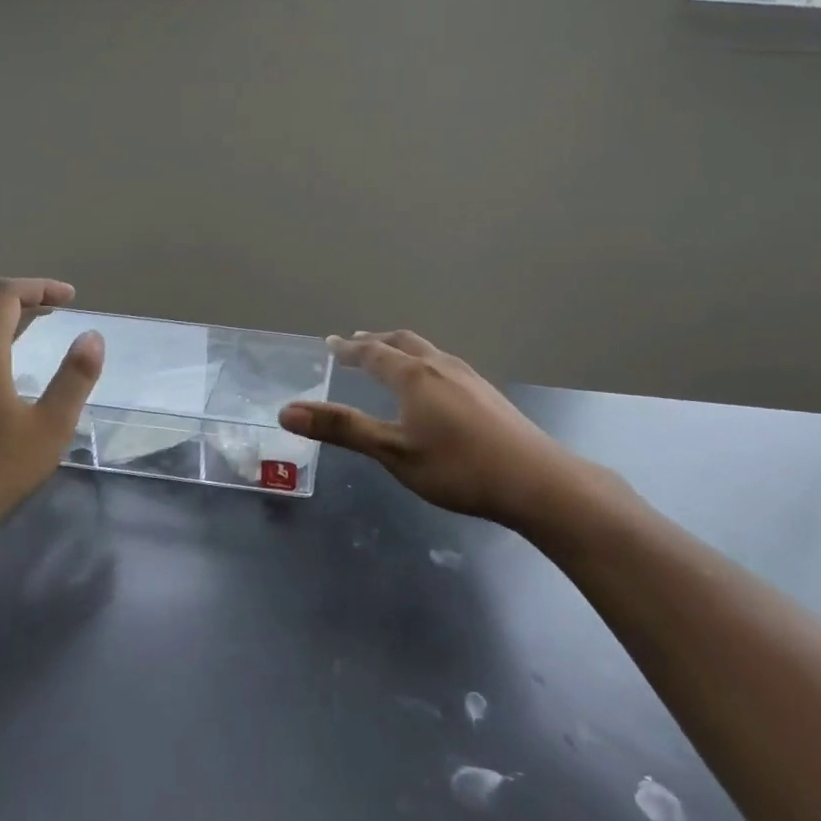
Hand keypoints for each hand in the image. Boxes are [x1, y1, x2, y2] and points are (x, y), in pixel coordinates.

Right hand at [279, 330, 576, 524]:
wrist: (534, 479)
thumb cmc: (456, 466)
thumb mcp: (392, 452)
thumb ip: (342, 429)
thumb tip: (286, 410)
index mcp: (413, 375)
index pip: (372, 352)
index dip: (348, 348)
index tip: (331, 343)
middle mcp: (440, 366)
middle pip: (403, 343)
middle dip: (376, 341)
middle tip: (356, 343)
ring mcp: (469, 377)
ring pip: (427, 352)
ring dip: (402, 350)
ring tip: (391, 359)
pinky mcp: (488, 394)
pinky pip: (445, 365)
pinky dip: (424, 364)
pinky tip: (433, 388)